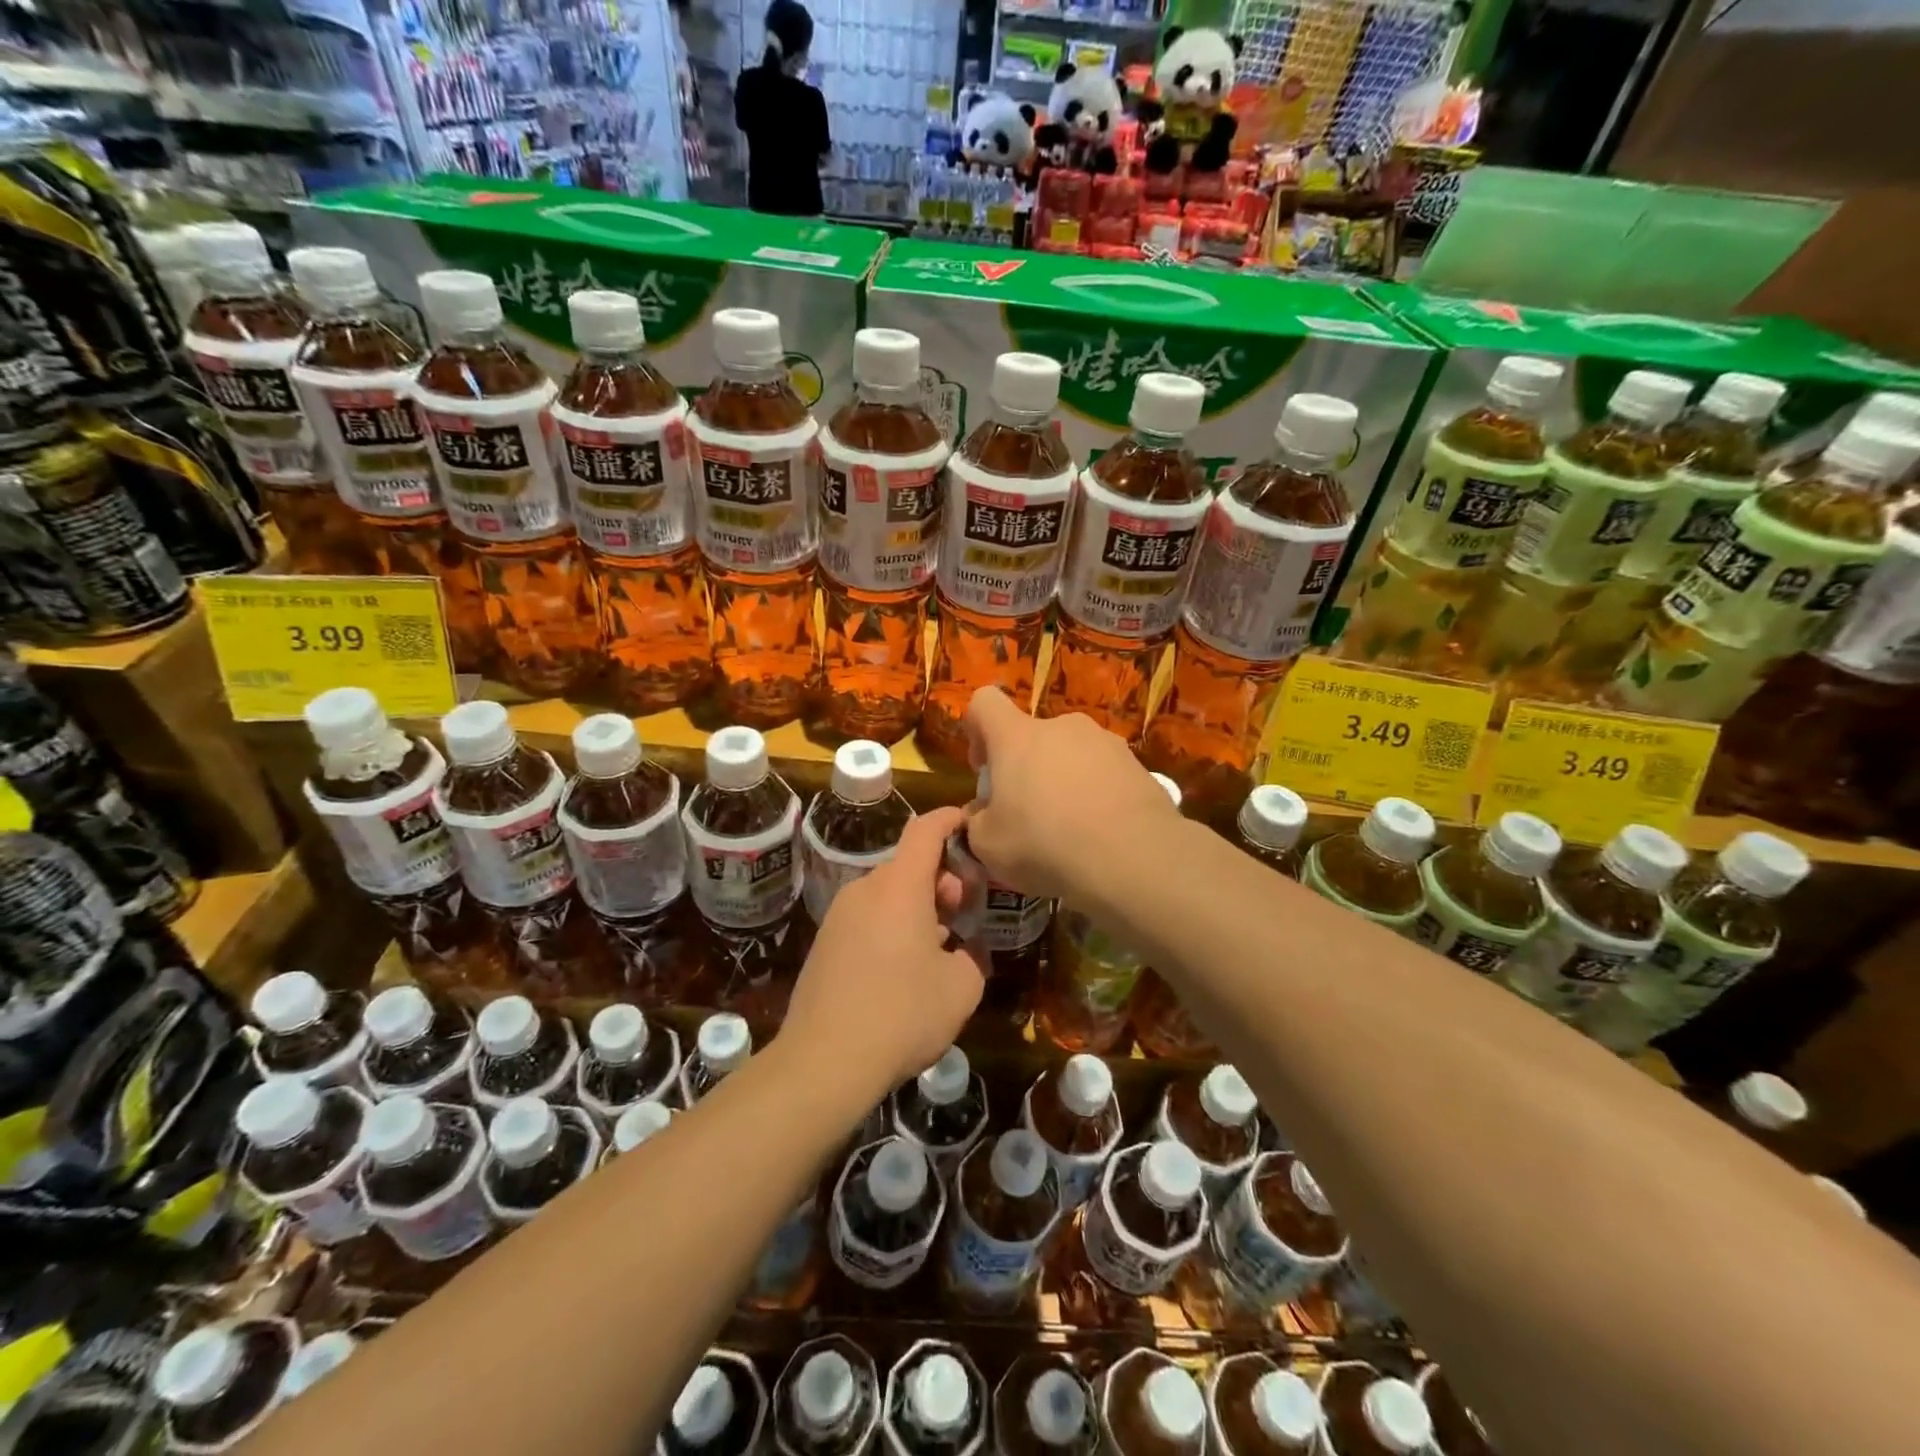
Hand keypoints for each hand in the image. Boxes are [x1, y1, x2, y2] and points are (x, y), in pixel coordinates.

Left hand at [782, 807, 984, 1097]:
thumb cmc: (902, 1015)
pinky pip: (868, 918)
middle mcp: (865, 890)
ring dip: (917, 906)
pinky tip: (903, 969)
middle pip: (908, 865)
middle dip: (941, 878)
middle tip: (962, 913)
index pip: (925, 830)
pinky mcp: (824, 943)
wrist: (824, 1062)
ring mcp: (839, 916)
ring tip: (937, 946)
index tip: (970, 824)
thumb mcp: (961, 988)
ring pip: (887, 894)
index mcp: (899, 887)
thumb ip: (972, 957)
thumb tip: (964, 951)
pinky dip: (892, 926)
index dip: (950, 820)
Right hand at [963, 687, 1180, 902]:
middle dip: (1025, 768)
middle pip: (1033, 735)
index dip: (976, 729)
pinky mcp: (1138, 765)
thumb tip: (981, 814)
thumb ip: (977, 822)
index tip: (984, 769)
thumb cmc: (1045, 844)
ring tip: (1070, 828)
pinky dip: (1097, 795)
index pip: (985, 703)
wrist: (1133, 858)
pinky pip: (1105, 773)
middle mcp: (1062, 727)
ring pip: (1071, 754)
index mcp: (1017, 737)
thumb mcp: (988, 845)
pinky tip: (1101, 832)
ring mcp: (1106, 742)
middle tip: (1027, 814)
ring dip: (1063, 781)